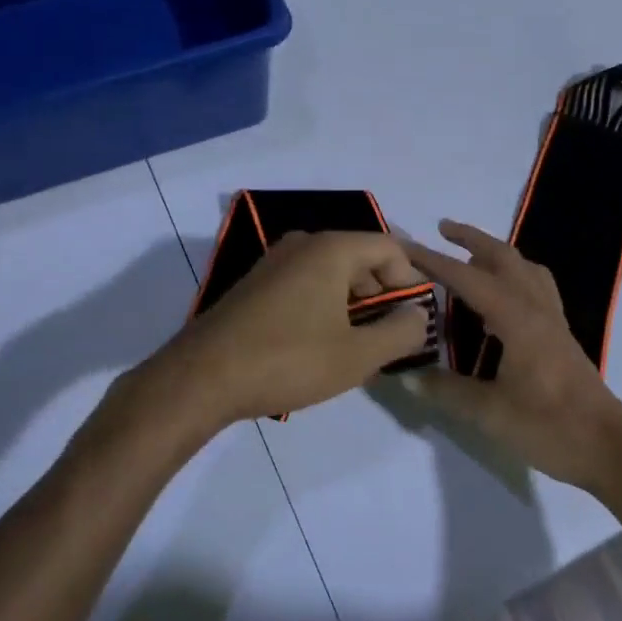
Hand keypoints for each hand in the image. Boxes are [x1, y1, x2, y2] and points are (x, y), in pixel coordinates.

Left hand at [127, 230, 431, 435]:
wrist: (202, 377)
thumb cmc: (288, 360)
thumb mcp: (357, 356)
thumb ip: (400, 333)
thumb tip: (419, 316)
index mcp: (332, 248)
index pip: (391, 249)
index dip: (411, 282)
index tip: (412, 321)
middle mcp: (304, 243)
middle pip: (362, 258)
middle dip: (382, 295)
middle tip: (386, 339)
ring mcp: (275, 261)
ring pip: (333, 272)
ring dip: (353, 304)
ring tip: (355, 347)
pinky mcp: (257, 283)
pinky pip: (306, 283)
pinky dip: (324, 305)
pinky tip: (319, 344)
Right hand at [406, 220, 621, 492]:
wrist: (608, 449)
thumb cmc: (549, 426)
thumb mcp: (490, 413)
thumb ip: (447, 391)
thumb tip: (408, 376)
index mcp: (516, 318)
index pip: (467, 278)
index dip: (434, 260)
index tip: (404, 245)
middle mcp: (536, 308)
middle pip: (504, 257)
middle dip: (472, 239)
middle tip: (442, 229)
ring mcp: (552, 320)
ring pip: (525, 268)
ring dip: (497, 253)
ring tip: (471, 258)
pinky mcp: (560, 335)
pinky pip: (537, 287)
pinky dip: (514, 276)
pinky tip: (501, 298)